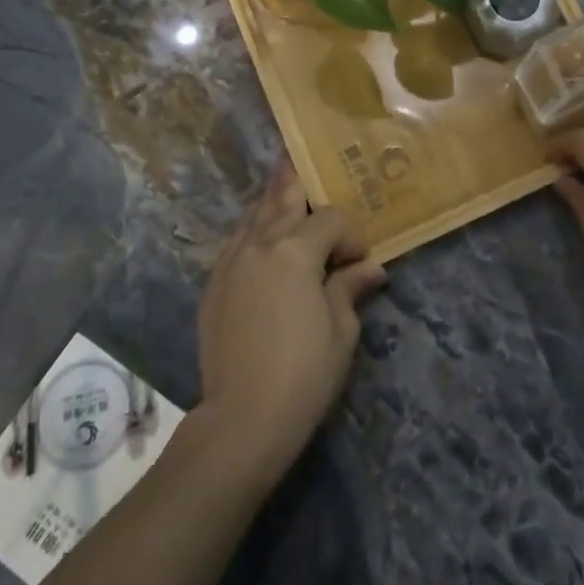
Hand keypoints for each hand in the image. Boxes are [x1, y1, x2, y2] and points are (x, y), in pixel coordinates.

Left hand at [195, 164, 385, 482]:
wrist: (242, 420)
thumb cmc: (304, 374)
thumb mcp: (341, 330)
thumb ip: (350, 288)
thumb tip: (370, 269)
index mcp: (295, 250)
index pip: (330, 219)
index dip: (350, 235)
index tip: (359, 262)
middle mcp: (259, 244)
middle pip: (282, 200)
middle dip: (298, 185)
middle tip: (304, 165)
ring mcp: (230, 263)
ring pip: (253, 216)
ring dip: (272, 204)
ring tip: (283, 190)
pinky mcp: (213, 285)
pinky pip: (235, 243)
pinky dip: (252, 232)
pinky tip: (260, 241)